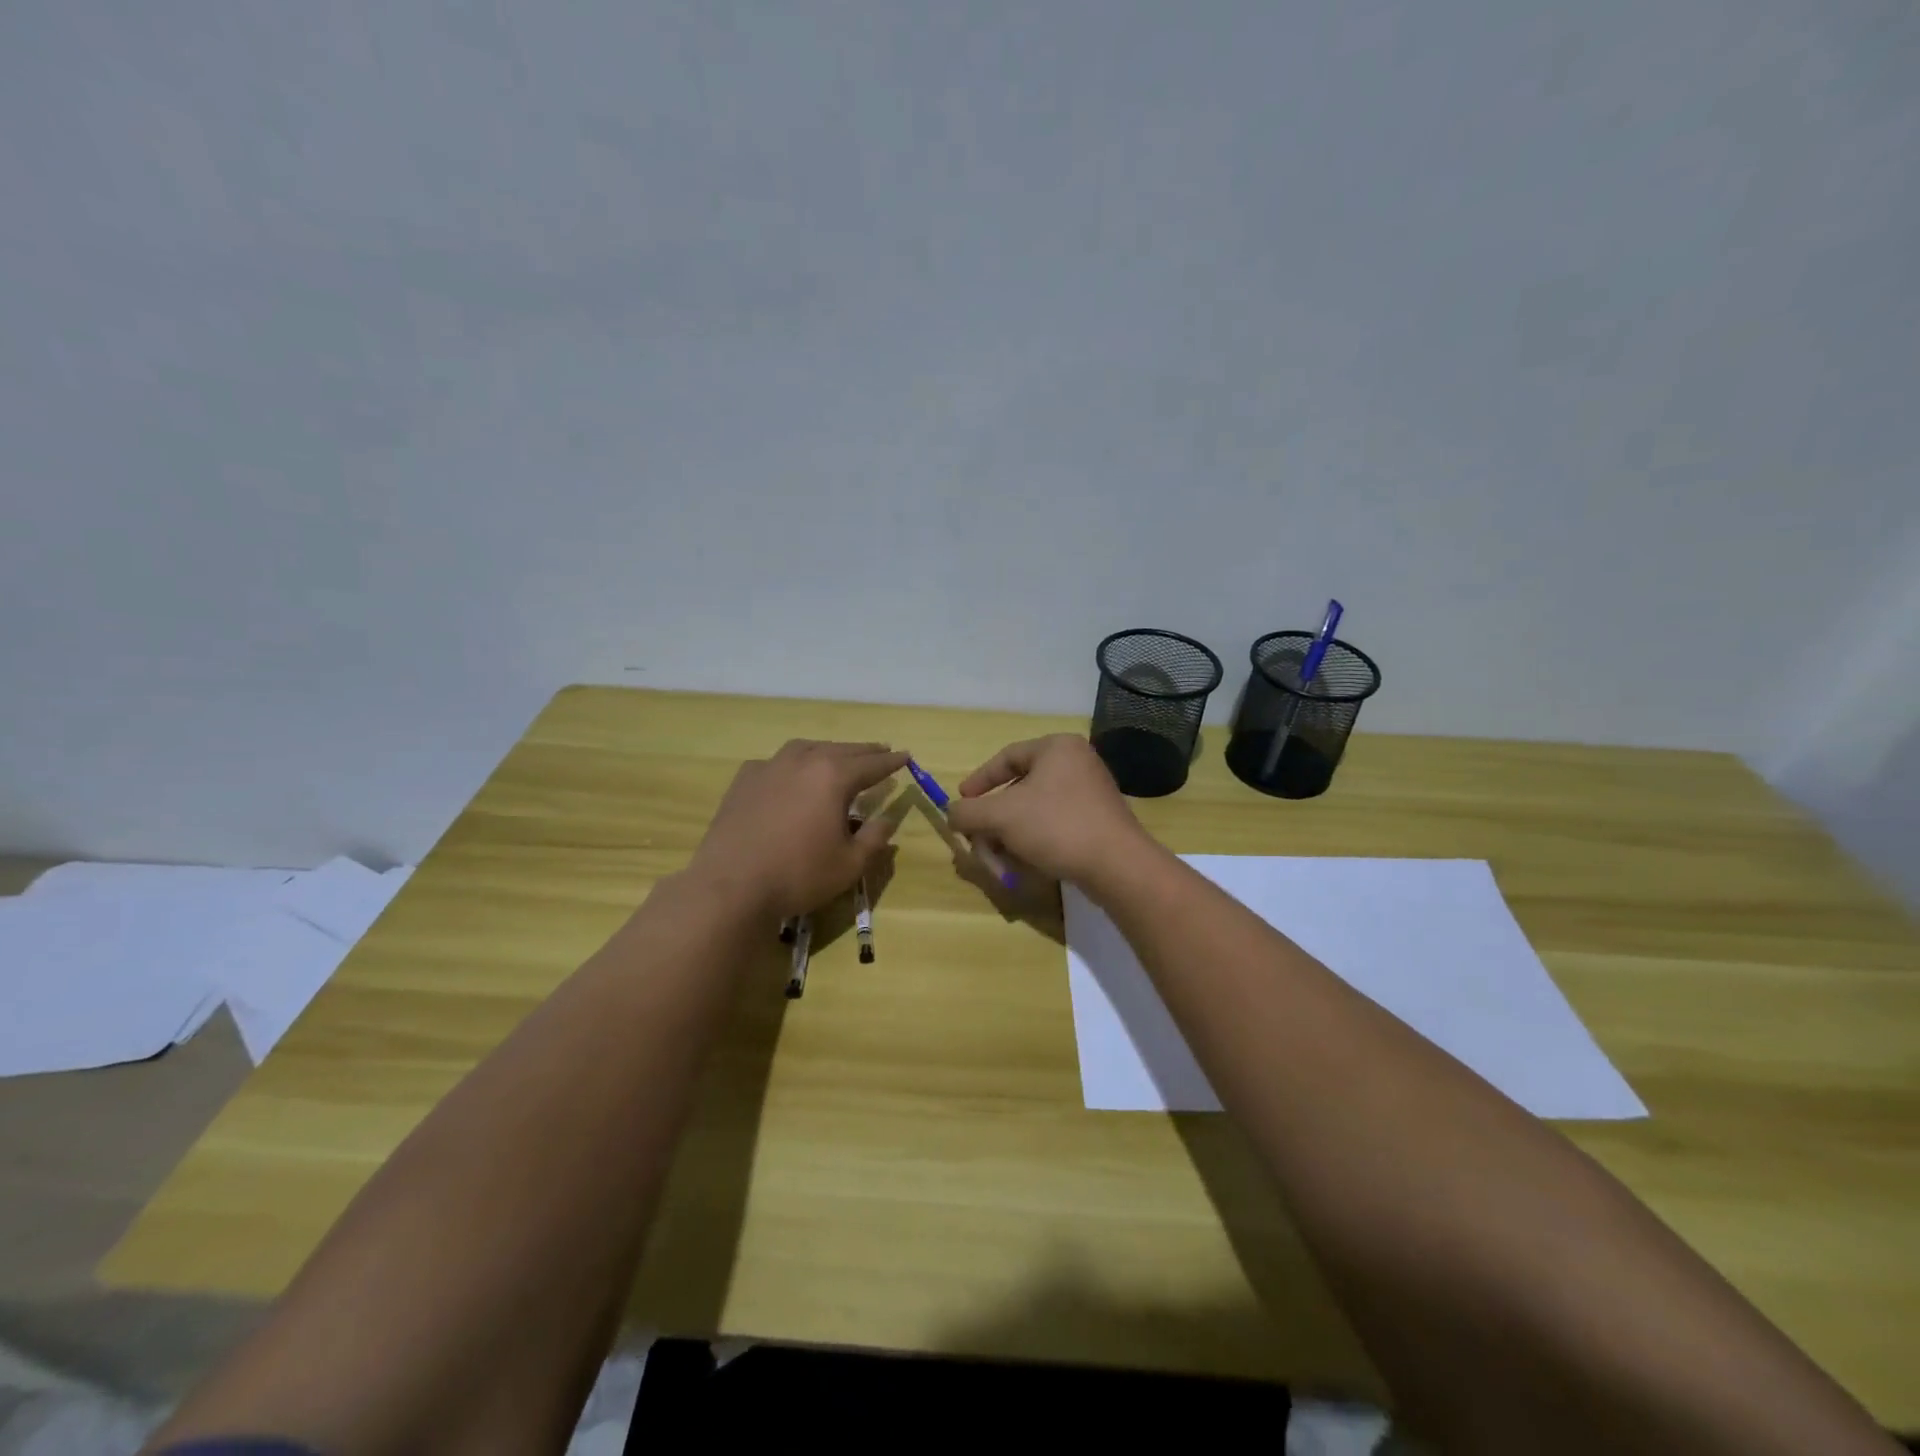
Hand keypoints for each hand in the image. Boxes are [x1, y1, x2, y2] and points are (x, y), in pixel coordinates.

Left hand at [687, 740, 906, 920]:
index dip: (891, 761)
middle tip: (881, 750)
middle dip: (864, 751)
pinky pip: (776, 762)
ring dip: (828, 750)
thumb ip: (874, 838)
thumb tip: (888, 819)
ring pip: (806, 749)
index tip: (906, 756)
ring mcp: (769, 767)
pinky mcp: (744, 780)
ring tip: (839, 756)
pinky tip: (791, 775)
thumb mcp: (849, 864)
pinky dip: (793, 763)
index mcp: (833, 776)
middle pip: (841, 750)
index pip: (871, 764)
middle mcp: (802, 761)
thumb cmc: (799, 875)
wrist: (731, 885)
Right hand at [945, 735, 1151, 885]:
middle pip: (1019, 788)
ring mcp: (1090, 792)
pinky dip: (1034, 842)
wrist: (1117, 865)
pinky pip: (1055, 825)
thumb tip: (952, 814)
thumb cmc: (1056, 826)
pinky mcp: (1098, 820)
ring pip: (1035, 811)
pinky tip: (1025, 866)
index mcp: (1056, 748)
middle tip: (979, 842)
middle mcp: (1076, 762)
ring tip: (1000, 862)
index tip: (962, 804)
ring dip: (1010, 836)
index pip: (1006, 757)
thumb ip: (968, 812)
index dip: (979, 781)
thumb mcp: (1001, 816)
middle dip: (993, 820)